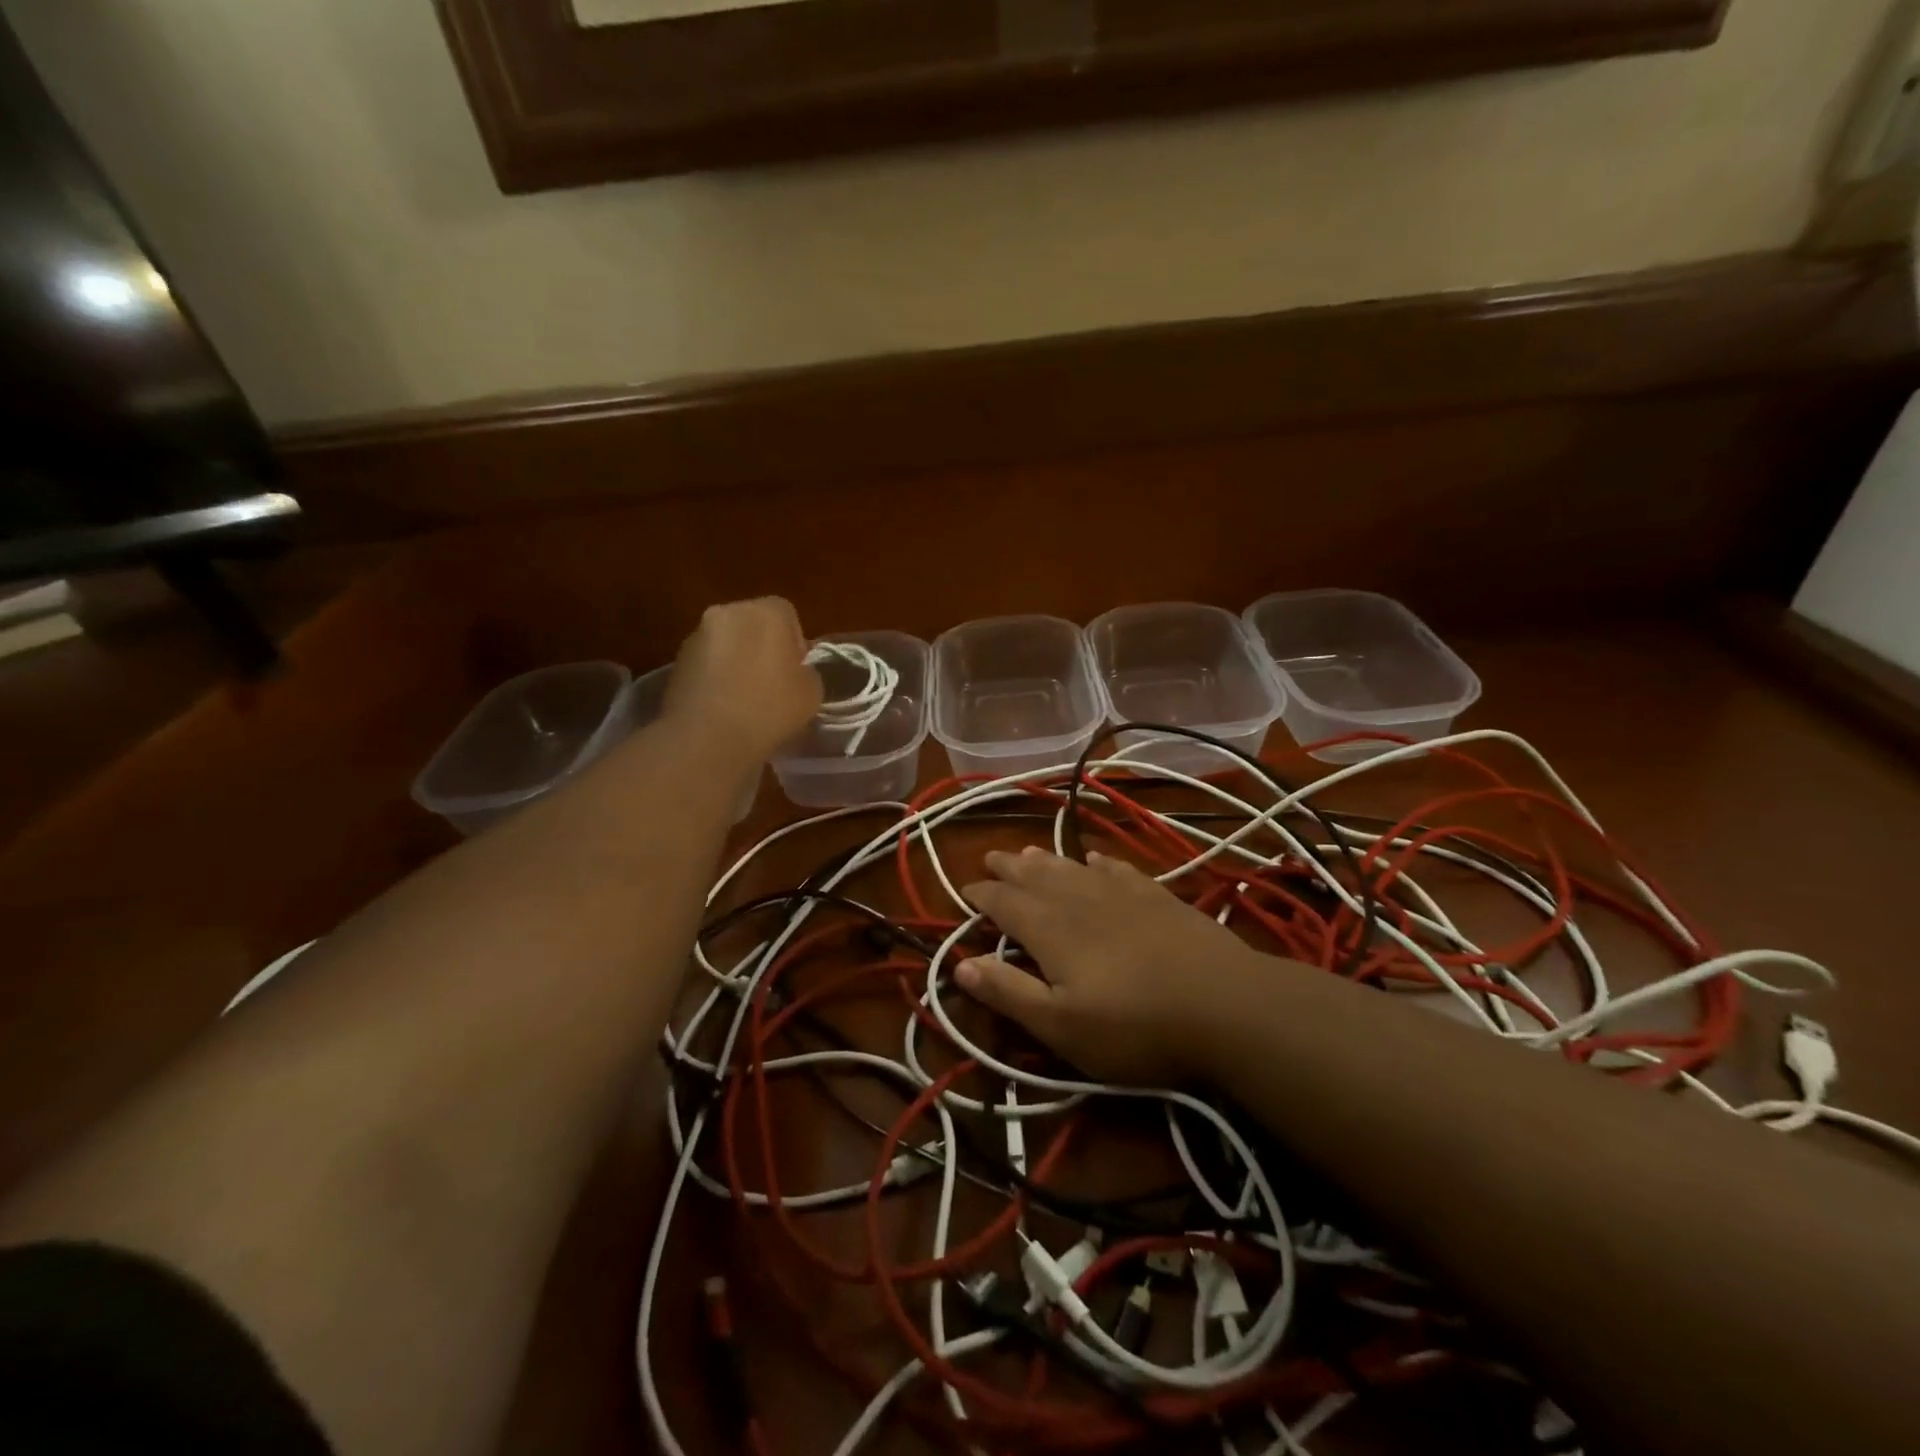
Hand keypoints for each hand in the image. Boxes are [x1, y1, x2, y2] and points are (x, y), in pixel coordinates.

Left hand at [666, 598, 821, 761]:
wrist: (708, 738)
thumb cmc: (770, 708)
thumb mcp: (812, 693)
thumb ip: (806, 673)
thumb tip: (794, 673)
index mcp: (766, 612)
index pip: (787, 614)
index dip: (795, 642)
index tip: (795, 672)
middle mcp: (727, 613)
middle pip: (752, 625)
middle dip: (762, 648)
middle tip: (772, 684)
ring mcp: (696, 636)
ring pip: (726, 644)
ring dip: (736, 663)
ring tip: (744, 700)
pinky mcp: (675, 663)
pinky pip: (705, 665)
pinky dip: (715, 679)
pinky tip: (722, 708)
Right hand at [958, 848, 1270, 1084]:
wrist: (1224, 1005)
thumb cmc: (1134, 1026)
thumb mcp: (1060, 1025)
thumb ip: (1009, 992)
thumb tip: (960, 964)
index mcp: (1049, 929)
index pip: (1004, 902)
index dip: (981, 895)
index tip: (965, 890)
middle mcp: (1079, 899)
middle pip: (1034, 876)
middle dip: (1009, 867)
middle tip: (990, 856)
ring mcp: (1121, 893)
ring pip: (1072, 866)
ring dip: (1046, 859)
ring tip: (1029, 851)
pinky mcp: (1156, 896)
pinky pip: (1116, 868)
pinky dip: (1098, 861)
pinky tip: (1095, 857)